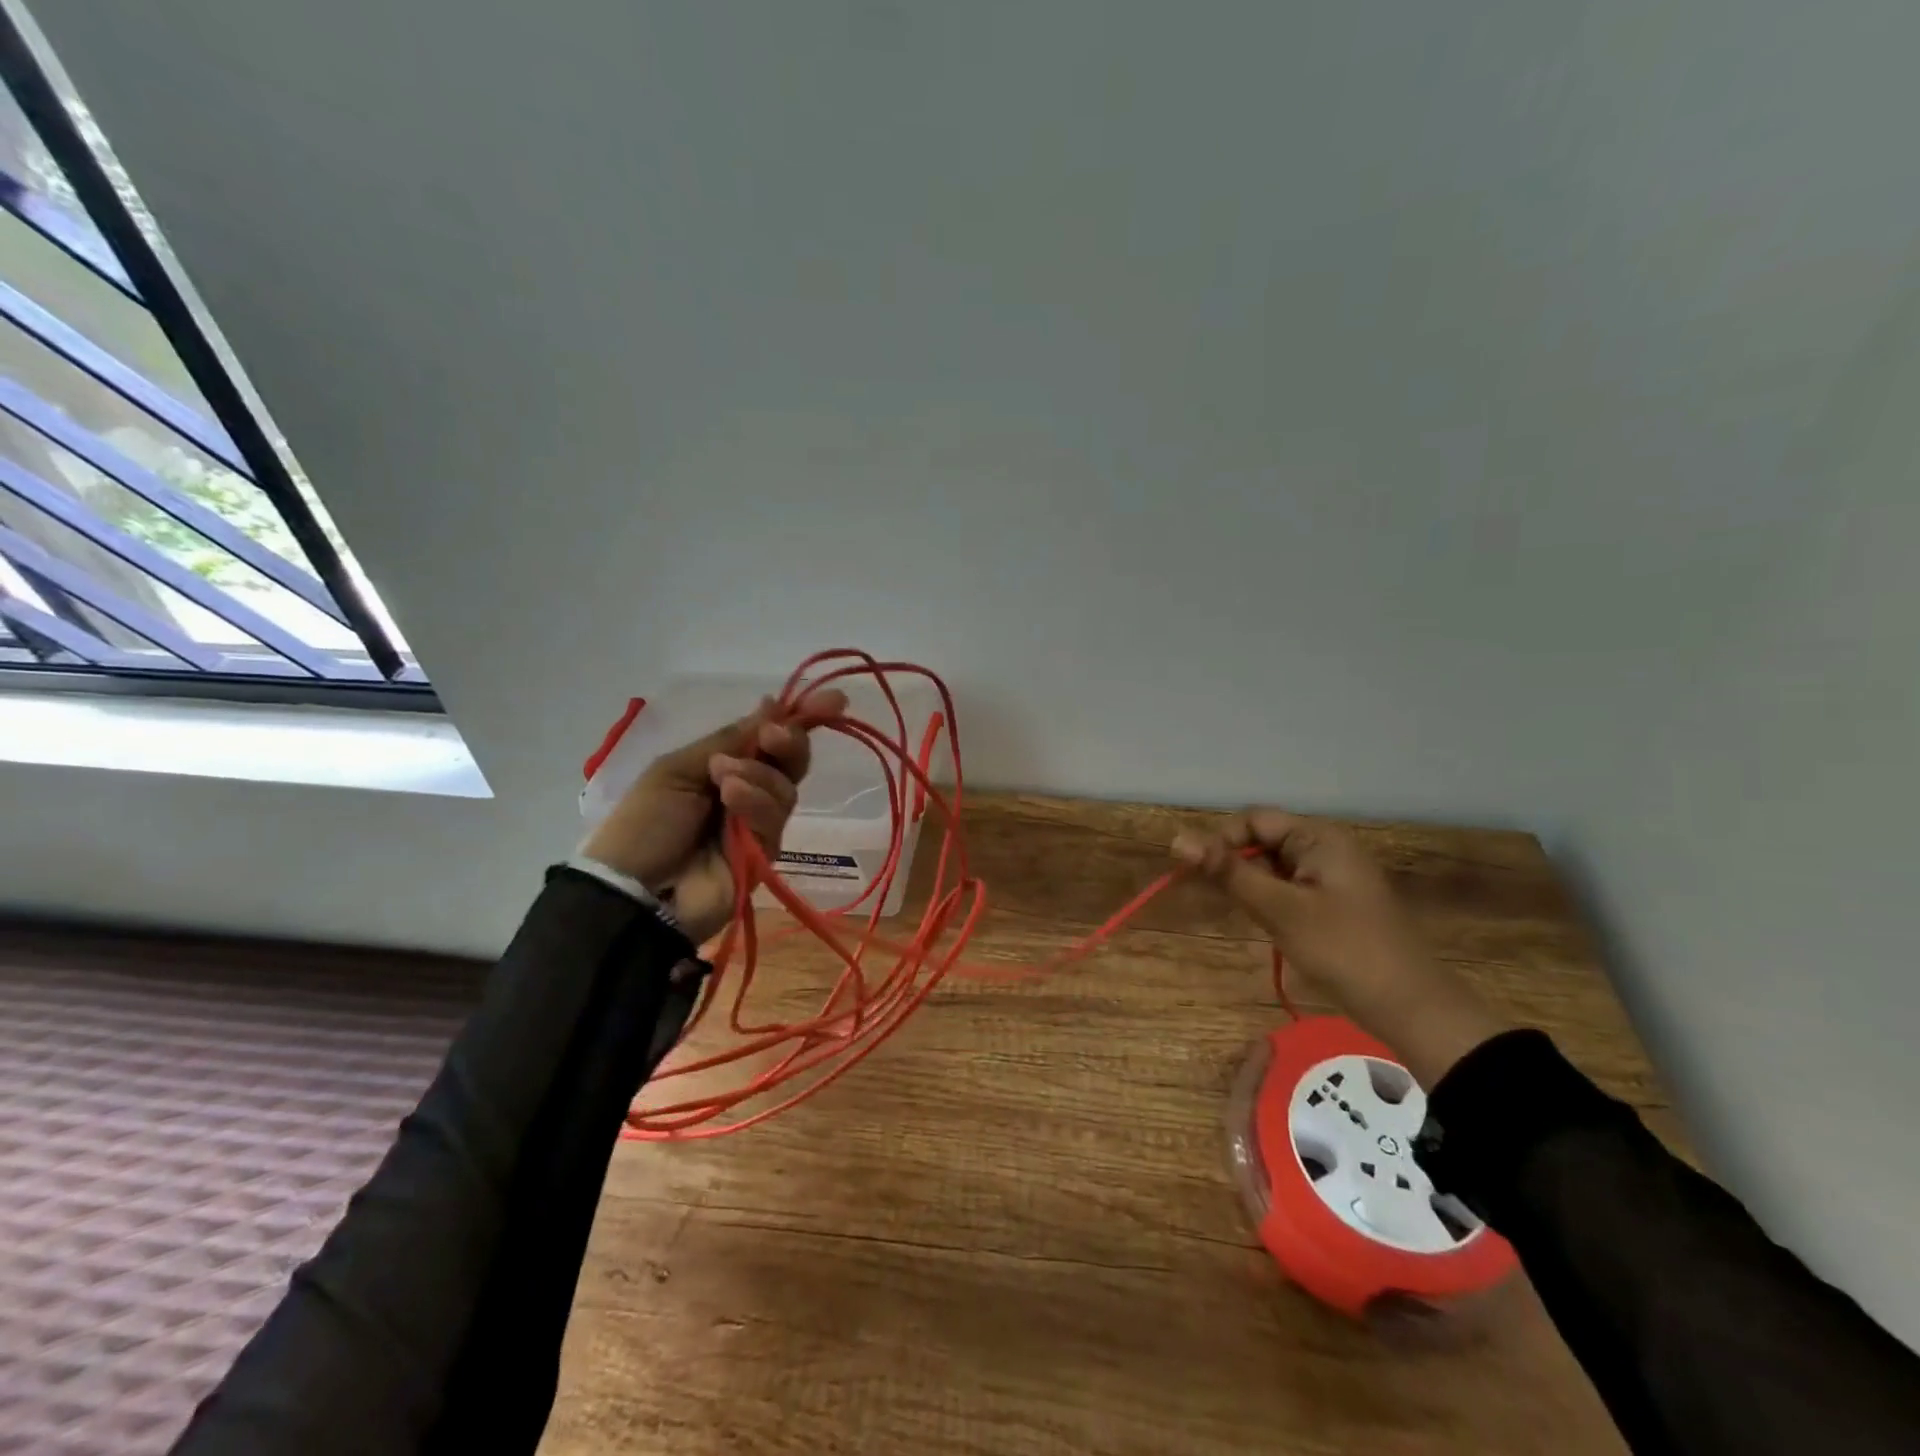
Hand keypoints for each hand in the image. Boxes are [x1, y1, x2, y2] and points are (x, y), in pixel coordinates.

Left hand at [579, 689, 847, 942]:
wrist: (633, 890)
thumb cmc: (646, 823)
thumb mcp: (679, 768)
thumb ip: (729, 739)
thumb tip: (772, 703)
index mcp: (724, 766)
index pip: (770, 738)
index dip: (800, 718)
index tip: (832, 701)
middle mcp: (748, 791)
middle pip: (790, 761)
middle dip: (789, 742)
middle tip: (773, 735)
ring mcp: (758, 824)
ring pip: (785, 787)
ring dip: (757, 775)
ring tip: (723, 779)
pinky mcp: (767, 853)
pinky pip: (775, 817)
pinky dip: (756, 801)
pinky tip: (730, 797)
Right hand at [1172, 809, 1507, 1086]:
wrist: (1411, 1008)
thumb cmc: (1343, 950)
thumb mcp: (1279, 909)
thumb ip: (1228, 872)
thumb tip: (1176, 838)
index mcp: (1318, 837)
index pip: (1253, 820)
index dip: (1221, 841)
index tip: (1200, 875)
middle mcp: (1325, 847)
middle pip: (1262, 841)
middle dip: (1236, 866)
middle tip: (1223, 902)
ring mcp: (1331, 876)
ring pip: (1272, 867)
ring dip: (1252, 887)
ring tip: (1251, 918)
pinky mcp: (1333, 902)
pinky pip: (1289, 888)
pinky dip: (1271, 902)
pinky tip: (1269, 927)